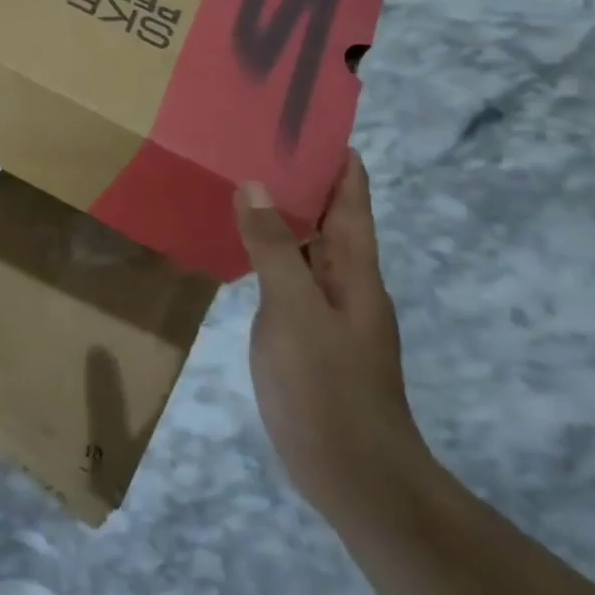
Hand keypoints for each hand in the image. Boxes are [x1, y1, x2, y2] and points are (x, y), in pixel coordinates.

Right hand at [234, 151, 430, 526]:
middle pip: (328, 214)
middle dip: (301, 175)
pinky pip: (286, 272)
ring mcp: (325, 307)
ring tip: (242, 175)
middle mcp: (345, 279)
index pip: (351, 197)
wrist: (354, 476)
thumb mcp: (295, 312)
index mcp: (355, 268)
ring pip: (305, 243)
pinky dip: (267, 247)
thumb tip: (255, 183)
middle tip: (256, 137)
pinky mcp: (304, 330)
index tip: (307, 118)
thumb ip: (274, 248)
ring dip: (282, 210)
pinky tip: (239, 241)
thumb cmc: (329, 387)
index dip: (336, 157)